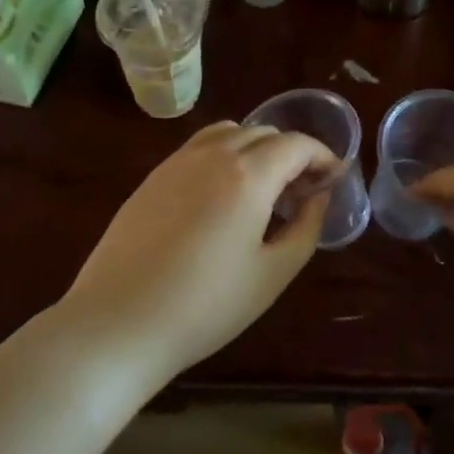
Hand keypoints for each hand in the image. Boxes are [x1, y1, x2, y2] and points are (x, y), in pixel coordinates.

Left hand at [56, 122, 336, 383]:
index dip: (322, 156)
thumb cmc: (206, 306)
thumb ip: (305, 228)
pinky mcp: (153, 177)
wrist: (119, 321)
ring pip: (229, 132)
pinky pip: (199, 148)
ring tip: (264, 187)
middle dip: (292, 152)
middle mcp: (212, 154)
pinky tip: (223, 195)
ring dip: (256, 147)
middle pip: (263, 132)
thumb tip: (317, 196)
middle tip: (303, 190)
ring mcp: (177, 162)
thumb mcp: (272, 274)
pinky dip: (225, 154)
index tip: (334, 178)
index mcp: (247, 174)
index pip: (296, 144)